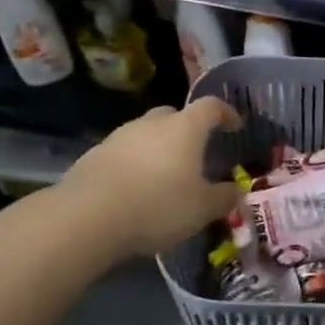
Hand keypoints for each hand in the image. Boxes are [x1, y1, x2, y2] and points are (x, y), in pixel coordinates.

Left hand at [63, 97, 242, 259]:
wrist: (88, 217)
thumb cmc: (158, 206)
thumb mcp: (202, 209)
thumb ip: (224, 197)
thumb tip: (236, 191)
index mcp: (185, 128)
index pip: (211, 107)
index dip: (226, 113)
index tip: (234, 126)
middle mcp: (152, 123)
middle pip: (174, 115)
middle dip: (187, 130)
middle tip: (195, 153)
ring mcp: (119, 136)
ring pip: (146, 134)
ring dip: (157, 148)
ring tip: (163, 176)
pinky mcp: (94, 155)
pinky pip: (123, 153)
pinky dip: (133, 164)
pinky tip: (134, 189)